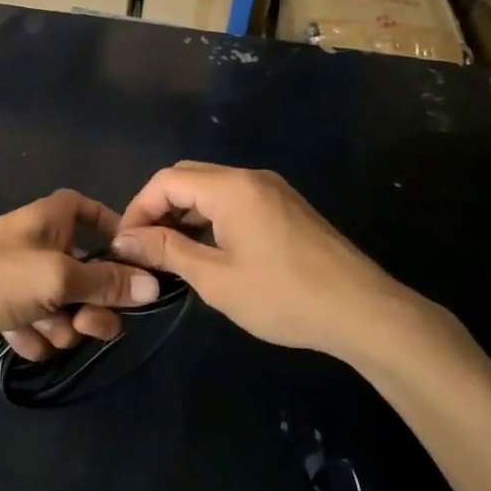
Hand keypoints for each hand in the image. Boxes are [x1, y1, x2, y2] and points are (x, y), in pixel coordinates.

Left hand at [0, 190, 160, 359]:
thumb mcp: (58, 278)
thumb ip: (107, 284)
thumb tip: (155, 285)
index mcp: (56, 218)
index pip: (99, 215)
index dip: (118, 240)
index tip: (135, 271)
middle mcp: (45, 243)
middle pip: (91, 275)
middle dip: (91, 306)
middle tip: (86, 325)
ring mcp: (26, 277)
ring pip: (68, 309)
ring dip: (59, 327)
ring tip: (38, 328)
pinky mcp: (9, 307)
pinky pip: (41, 326)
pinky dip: (33, 336)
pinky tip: (15, 337)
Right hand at [111, 162, 425, 364]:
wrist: (365, 313)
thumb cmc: (284, 296)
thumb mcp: (216, 278)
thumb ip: (168, 251)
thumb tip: (126, 239)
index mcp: (230, 187)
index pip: (166, 180)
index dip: (138, 208)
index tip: (125, 244)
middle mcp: (249, 177)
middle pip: (187, 177)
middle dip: (158, 208)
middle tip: (145, 247)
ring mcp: (272, 190)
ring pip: (211, 188)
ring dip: (184, 213)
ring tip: (170, 252)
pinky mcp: (286, 207)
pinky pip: (234, 200)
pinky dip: (210, 217)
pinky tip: (207, 250)